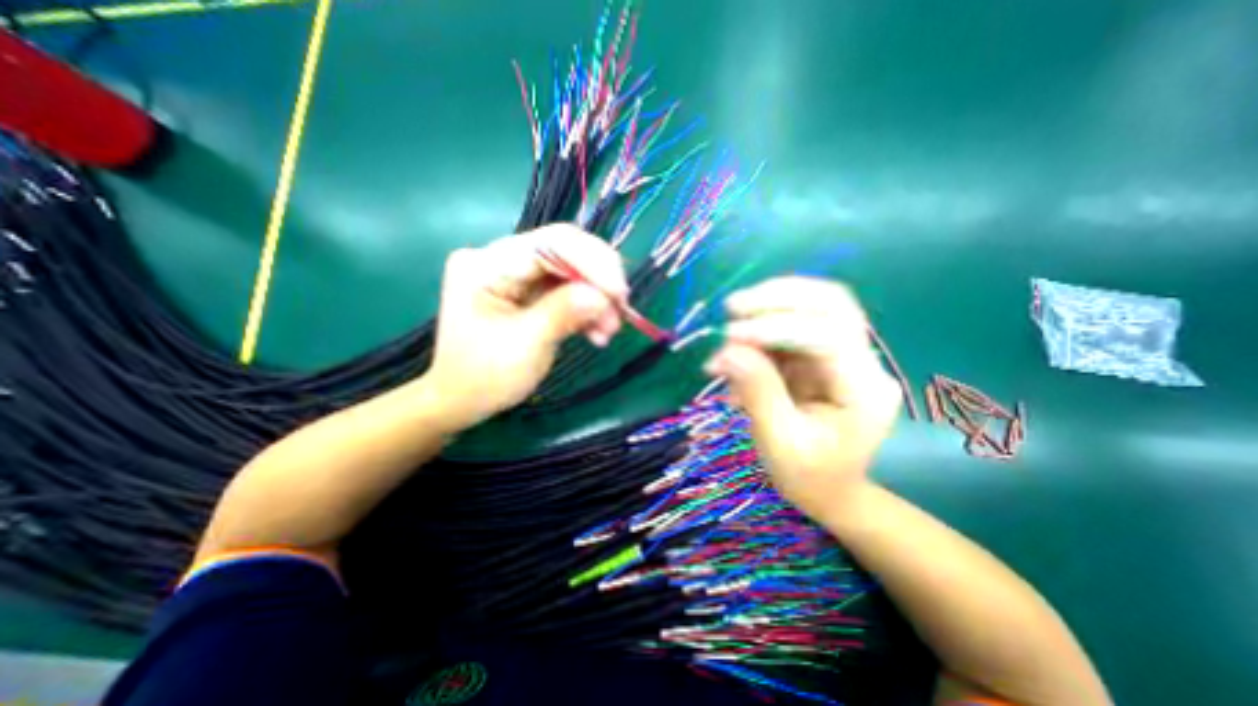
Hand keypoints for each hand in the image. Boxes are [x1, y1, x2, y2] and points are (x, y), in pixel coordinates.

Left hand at [424, 227, 625, 430]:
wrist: (462, 400)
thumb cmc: (484, 377)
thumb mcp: (525, 346)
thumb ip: (564, 313)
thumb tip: (603, 295)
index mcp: (486, 265)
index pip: (550, 244)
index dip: (592, 262)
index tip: (620, 293)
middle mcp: (500, 259)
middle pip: (565, 252)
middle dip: (599, 281)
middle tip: (621, 310)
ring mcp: (516, 274)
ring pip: (572, 271)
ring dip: (597, 299)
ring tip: (608, 331)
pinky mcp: (529, 290)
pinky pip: (568, 290)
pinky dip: (587, 309)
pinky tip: (597, 332)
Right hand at [707, 279, 903, 519]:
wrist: (831, 491)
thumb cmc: (809, 477)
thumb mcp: (780, 442)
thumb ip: (758, 393)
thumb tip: (728, 351)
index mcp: (864, 390)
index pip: (829, 336)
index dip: (778, 327)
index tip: (731, 335)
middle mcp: (863, 362)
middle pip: (832, 303)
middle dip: (779, 297)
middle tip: (731, 307)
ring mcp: (845, 355)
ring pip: (814, 305)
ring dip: (769, 304)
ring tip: (731, 320)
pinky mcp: (822, 355)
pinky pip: (794, 324)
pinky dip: (763, 324)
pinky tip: (738, 340)